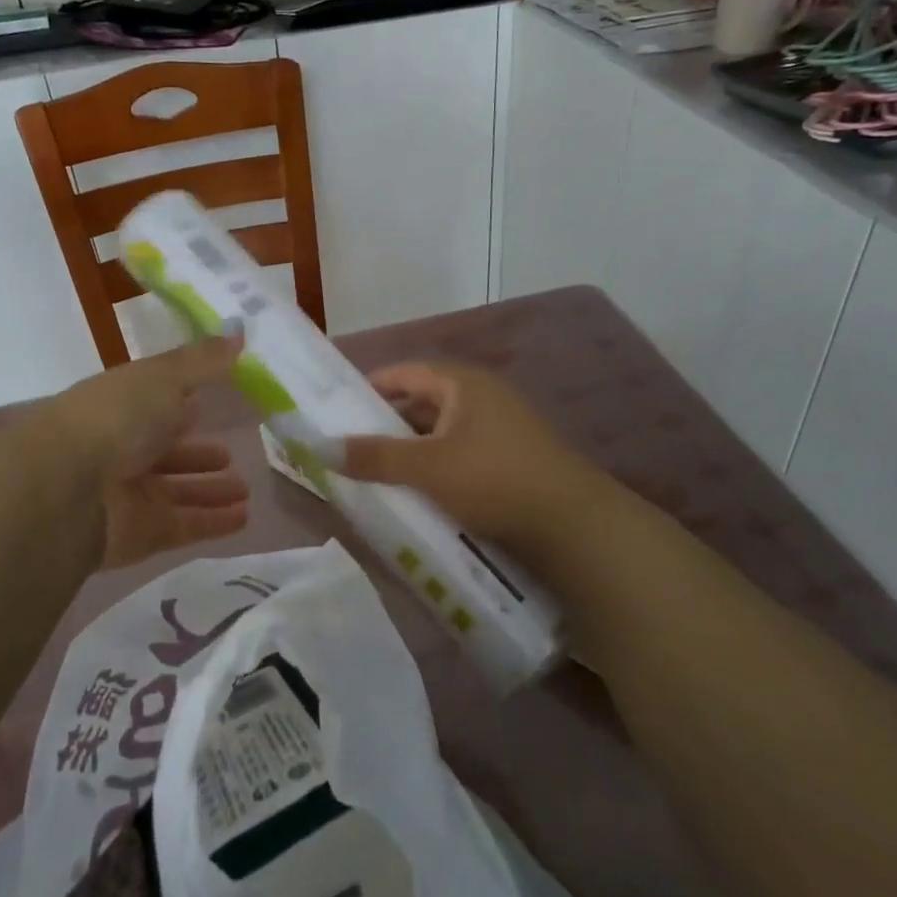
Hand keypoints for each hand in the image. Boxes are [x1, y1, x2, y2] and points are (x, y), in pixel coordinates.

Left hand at [47, 338, 251, 568]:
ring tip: (246, 489)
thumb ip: (203, 360)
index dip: (183, 404)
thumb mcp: (162, 375)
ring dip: (211, 490)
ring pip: (178, 491)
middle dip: (199, 454)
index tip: (213, 404)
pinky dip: (214, 522)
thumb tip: (240, 334)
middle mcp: (123, 450)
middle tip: (232, 455)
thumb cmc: (114, 417)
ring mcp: (131, 495)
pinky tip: (244, 517)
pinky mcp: (143, 533)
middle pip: (167, 453)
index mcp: (122, 407)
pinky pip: (186, 525)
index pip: (156, 405)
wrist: (66, 489)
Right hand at [337, 363, 601, 554]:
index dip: (370, 387)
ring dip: (412, 448)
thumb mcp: (428, 467)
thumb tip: (321, 446)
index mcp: (463, 383)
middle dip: (387, 423)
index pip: (405, 372)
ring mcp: (501, 426)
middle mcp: (483, 396)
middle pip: (422, 401)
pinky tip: (420, 489)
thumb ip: (375, 456)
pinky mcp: (512, 457)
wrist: (574, 525)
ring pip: (441, 431)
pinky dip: (436, 465)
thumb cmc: (494, 479)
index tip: (338, 410)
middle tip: (351, 446)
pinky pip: (460, 452)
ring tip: (378, 471)